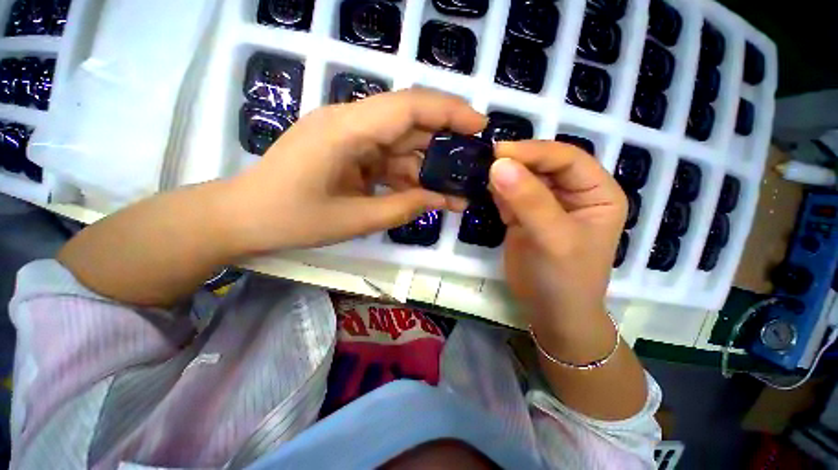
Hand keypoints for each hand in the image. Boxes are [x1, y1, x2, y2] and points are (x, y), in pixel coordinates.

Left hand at [228, 88, 485, 252]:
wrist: (244, 218)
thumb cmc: (291, 219)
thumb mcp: (355, 219)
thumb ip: (403, 208)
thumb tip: (440, 200)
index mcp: (346, 129)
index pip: (409, 107)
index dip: (449, 111)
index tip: (480, 126)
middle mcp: (349, 123)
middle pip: (409, 124)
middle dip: (444, 146)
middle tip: (471, 168)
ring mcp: (348, 138)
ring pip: (400, 146)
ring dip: (426, 169)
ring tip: (452, 193)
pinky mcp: (347, 152)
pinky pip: (385, 159)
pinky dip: (406, 177)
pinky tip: (422, 194)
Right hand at [489, 141, 626, 339]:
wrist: (549, 311)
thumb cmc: (565, 278)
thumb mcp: (554, 238)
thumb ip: (529, 201)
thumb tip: (498, 165)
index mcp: (596, 192)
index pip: (567, 158)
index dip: (535, 151)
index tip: (499, 151)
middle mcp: (572, 193)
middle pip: (542, 166)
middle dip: (516, 162)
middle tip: (484, 160)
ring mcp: (544, 204)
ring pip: (522, 179)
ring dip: (502, 175)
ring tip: (478, 170)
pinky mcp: (522, 216)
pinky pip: (508, 196)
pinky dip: (494, 191)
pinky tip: (480, 187)